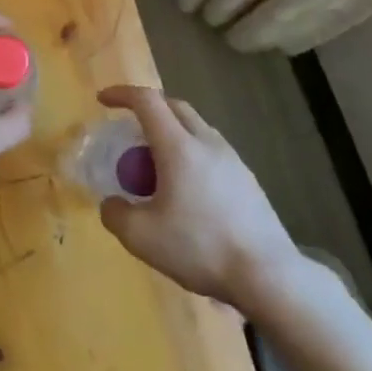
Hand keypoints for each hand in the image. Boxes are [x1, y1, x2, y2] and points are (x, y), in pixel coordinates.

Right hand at [95, 85, 300, 305]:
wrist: (267, 275)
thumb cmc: (199, 248)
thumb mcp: (141, 237)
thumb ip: (116, 214)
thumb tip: (112, 203)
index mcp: (179, 147)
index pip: (148, 101)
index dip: (122, 94)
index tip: (103, 100)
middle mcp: (208, 143)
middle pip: (175, 107)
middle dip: (149, 110)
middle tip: (129, 131)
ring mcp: (233, 161)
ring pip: (197, 129)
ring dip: (171, 134)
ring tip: (156, 166)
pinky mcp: (248, 181)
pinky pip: (212, 153)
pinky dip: (191, 157)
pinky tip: (186, 192)